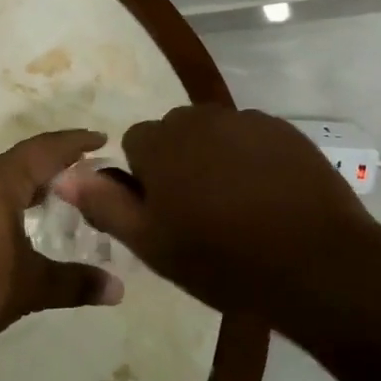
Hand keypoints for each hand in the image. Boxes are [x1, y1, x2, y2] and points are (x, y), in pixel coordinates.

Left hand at [0, 129, 123, 354]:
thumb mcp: (29, 287)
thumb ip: (75, 283)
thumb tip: (118, 289)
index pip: (44, 149)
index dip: (75, 142)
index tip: (102, 138)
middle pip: (23, 159)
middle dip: (56, 161)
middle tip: (89, 169)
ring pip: (2, 176)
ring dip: (32, 180)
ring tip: (63, 192)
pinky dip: (12, 196)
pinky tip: (22, 219)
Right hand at [57, 105, 374, 319]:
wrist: (316, 263)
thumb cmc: (223, 259)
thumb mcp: (152, 244)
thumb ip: (104, 204)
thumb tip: (64, 175)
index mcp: (161, 142)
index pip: (135, 144)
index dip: (145, 180)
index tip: (165, 214)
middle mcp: (199, 118)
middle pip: (175, 133)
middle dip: (178, 162)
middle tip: (200, 212)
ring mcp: (246, 120)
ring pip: (213, 133)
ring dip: (214, 158)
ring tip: (237, 206)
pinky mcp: (284, 130)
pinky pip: (252, 137)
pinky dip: (252, 158)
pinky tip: (269, 196)